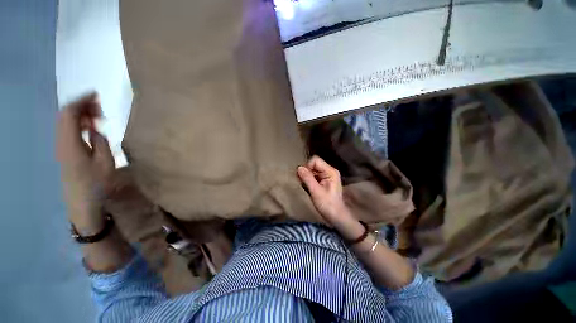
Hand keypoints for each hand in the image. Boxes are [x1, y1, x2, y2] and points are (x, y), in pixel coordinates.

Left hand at [57, 93, 114, 229]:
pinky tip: (90, 127)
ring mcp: (61, 147)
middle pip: (65, 115)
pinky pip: (68, 130)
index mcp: (70, 142)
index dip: (81, 100)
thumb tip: (95, 129)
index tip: (96, 95)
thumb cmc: (96, 183)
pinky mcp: (65, 151)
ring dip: (80, 114)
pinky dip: (78, 124)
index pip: (69, 113)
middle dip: (81, 105)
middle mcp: (61, 141)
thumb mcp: (105, 162)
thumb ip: (100, 141)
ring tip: (97, 115)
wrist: (83, 202)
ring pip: (66, 122)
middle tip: (100, 106)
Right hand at [297, 156, 354, 226]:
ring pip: (313, 170)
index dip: (307, 166)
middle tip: (303, 182)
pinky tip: (308, 187)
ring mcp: (327, 175)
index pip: (315, 160)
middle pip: (314, 164)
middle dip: (306, 172)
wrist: (336, 216)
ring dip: (307, 176)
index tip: (303, 177)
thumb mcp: (315, 191)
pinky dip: (309, 180)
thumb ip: (307, 178)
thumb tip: (299, 168)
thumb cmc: (327, 204)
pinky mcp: (324, 180)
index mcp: (330, 171)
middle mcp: (329, 171)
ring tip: (306, 186)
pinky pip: (314, 175)